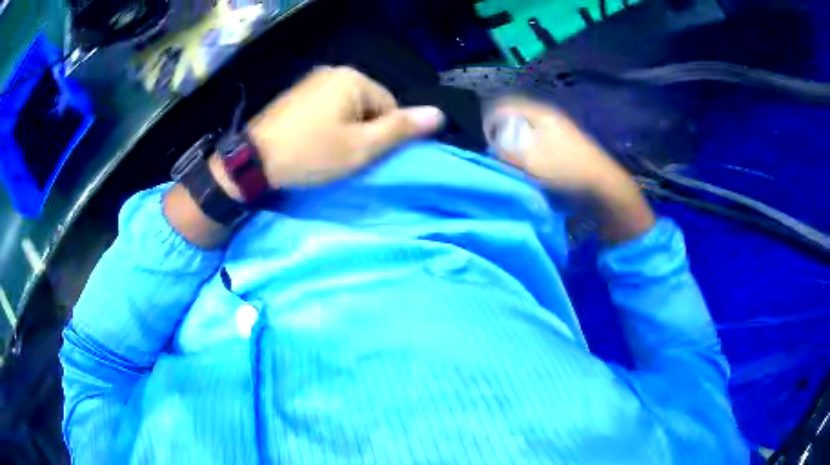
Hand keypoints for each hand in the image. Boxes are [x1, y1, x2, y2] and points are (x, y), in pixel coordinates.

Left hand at [248, 66, 444, 187]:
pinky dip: (328, 126)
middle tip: (344, 157)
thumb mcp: (361, 146)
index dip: (382, 135)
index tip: (362, 156)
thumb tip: (439, 114)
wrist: (253, 161)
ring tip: (328, 152)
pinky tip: (314, 142)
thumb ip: (401, 129)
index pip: (390, 106)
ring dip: (346, 130)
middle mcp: (334, 71)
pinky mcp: (297, 94)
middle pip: (369, 105)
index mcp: (353, 78)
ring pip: (348, 108)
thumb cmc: (311, 153)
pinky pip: (328, 108)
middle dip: (364, 131)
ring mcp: (312, 81)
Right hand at [484, 97, 654, 243]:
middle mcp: (548, 116)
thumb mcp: (531, 161)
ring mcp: (559, 129)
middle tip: (497, 153)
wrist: (603, 186)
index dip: (490, 120)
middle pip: (515, 118)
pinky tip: (530, 166)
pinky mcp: (564, 144)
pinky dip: (528, 151)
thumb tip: (492, 147)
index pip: (505, 105)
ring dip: (516, 144)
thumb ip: (506, 151)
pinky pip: (538, 142)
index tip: (485, 140)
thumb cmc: (567, 169)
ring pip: (527, 131)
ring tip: (512, 162)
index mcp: (540, 113)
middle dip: (502, 134)